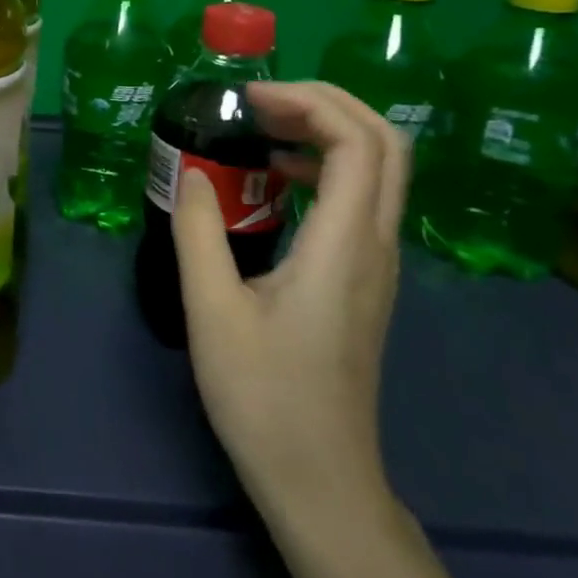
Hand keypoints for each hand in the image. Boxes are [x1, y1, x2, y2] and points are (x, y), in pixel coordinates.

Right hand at [172, 81, 405, 511]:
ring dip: (327, 131)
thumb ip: (200, 230)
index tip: (248, 99)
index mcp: (344, 246)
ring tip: (261, 127)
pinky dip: (324, 166)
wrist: (320, 478)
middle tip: (259, 101)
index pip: (360, 142)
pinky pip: (361, 198)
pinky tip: (275, 178)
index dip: (309, 103)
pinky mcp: (365, 279)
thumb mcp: (212, 310)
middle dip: (326, 103)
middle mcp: (376, 245)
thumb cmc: (264, 396)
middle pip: (386, 143)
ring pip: (379, 169)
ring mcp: (377, 264)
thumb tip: (191, 172)